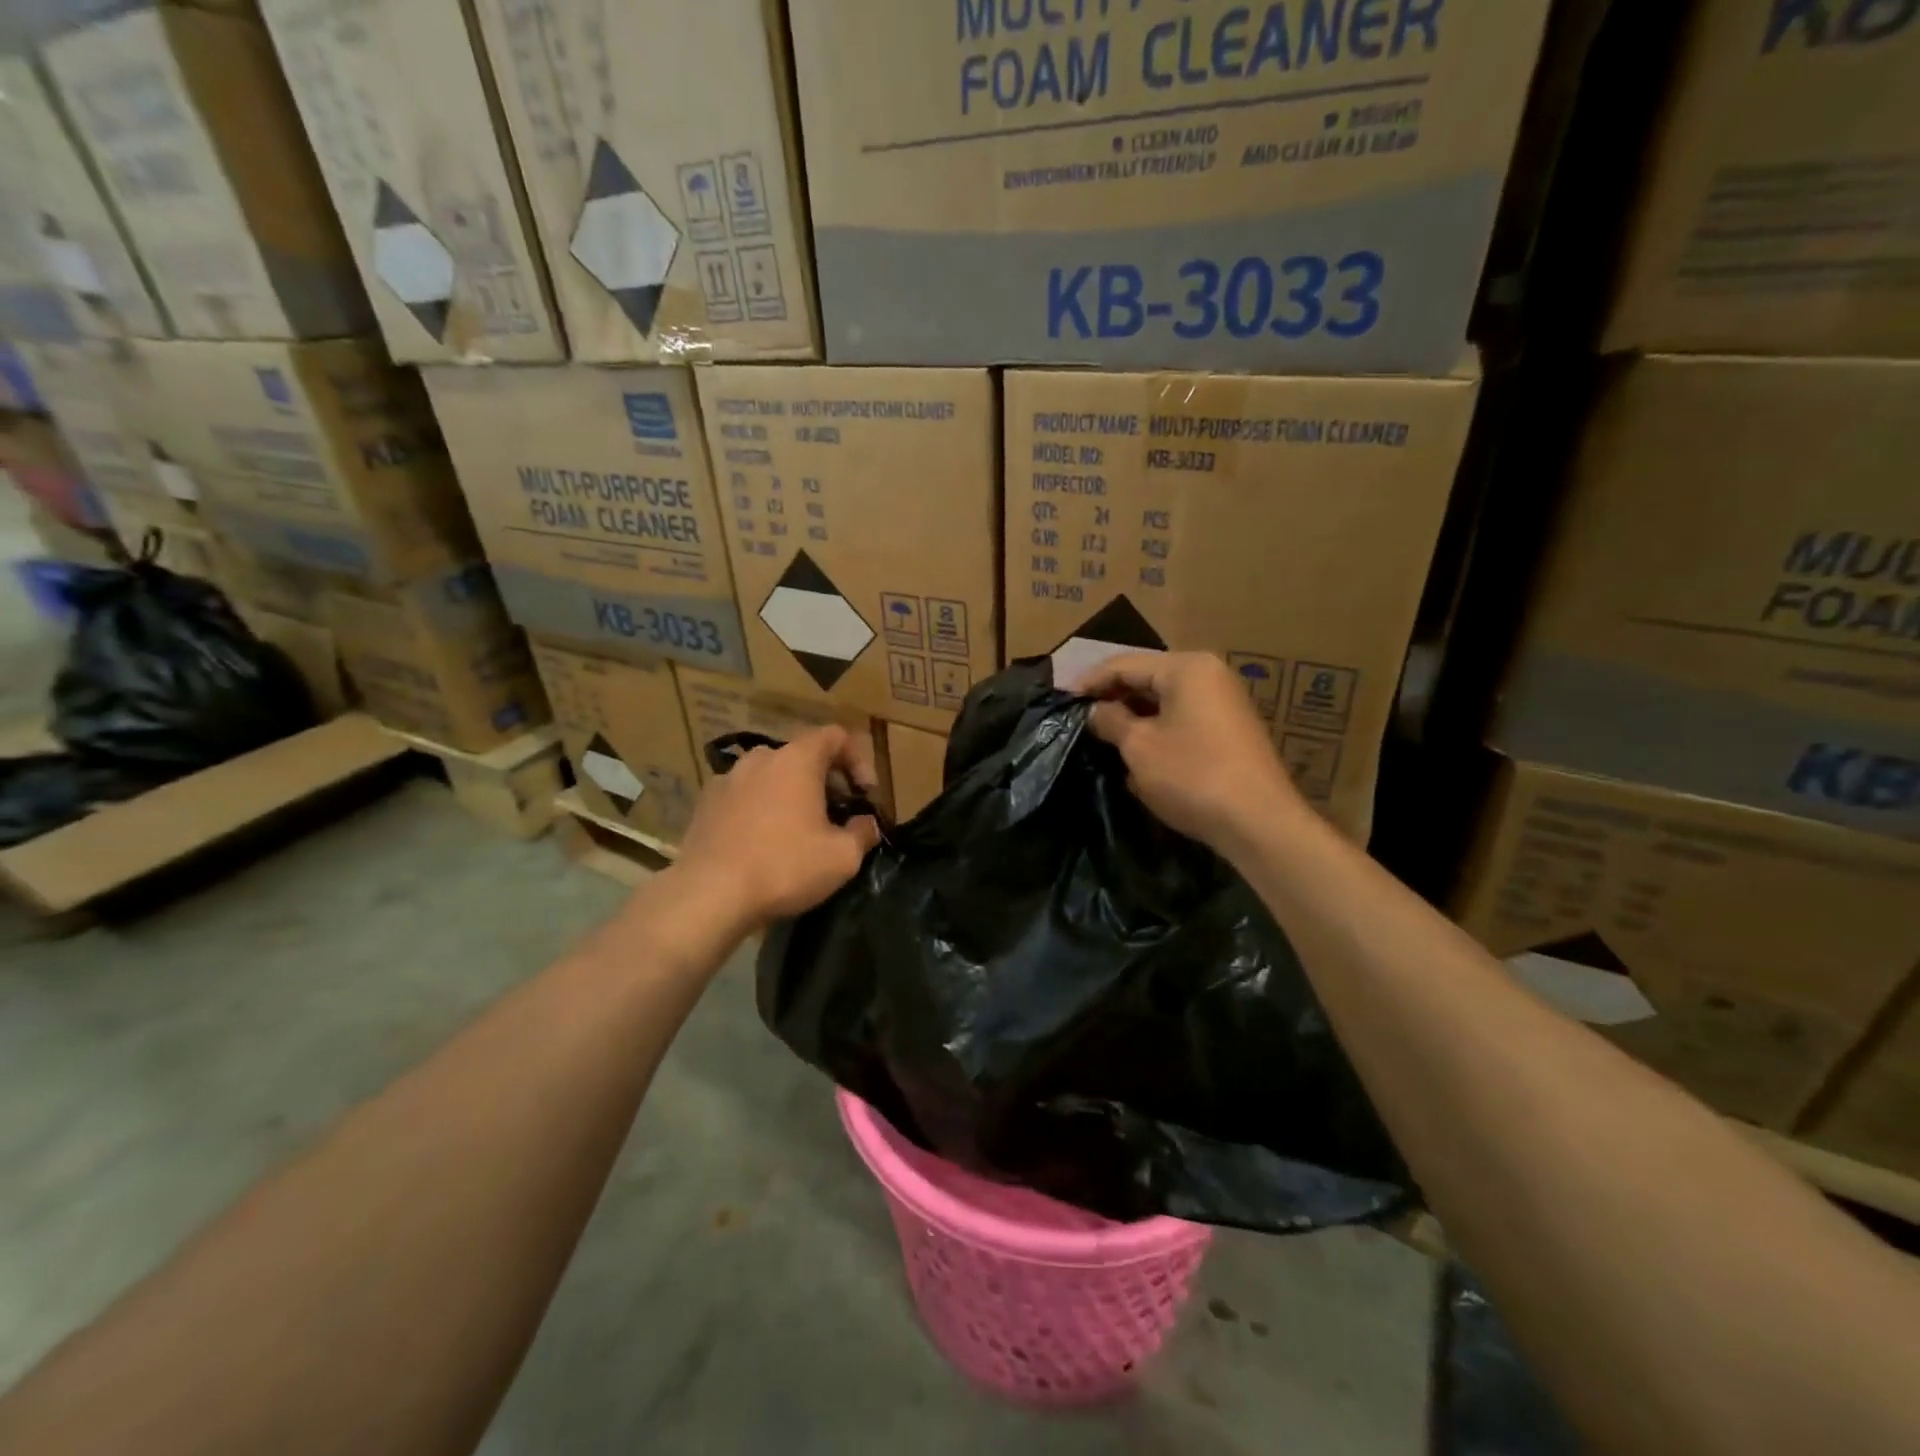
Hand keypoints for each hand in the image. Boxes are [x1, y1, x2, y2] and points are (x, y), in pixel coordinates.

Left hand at [670, 725, 882, 929]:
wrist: (708, 894)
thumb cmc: (784, 867)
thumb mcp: (843, 857)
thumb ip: (863, 832)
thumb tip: (866, 824)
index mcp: (797, 759)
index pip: (834, 736)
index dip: (857, 759)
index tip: (864, 794)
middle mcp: (760, 758)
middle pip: (802, 756)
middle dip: (825, 781)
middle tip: (836, 816)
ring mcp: (727, 778)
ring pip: (770, 776)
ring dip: (790, 795)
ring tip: (798, 831)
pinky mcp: (704, 803)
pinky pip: (744, 796)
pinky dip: (760, 809)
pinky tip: (762, 843)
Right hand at [1077, 651, 1304, 856]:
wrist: (1258, 822)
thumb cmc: (1192, 776)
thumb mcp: (1139, 747)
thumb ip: (1110, 720)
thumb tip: (1094, 710)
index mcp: (1186, 668)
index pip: (1125, 664)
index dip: (1089, 682)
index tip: (1061, 700)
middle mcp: (1209, 675)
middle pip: (1146, 678)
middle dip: (1111, 698)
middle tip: (1079, 718)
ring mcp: (1223, 702)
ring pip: (1164, 701)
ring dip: (1132, 716)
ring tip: (1100, 735)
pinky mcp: (1229, 730)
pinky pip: (1181, 719)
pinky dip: (1155, 729)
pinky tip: (1135, 751)